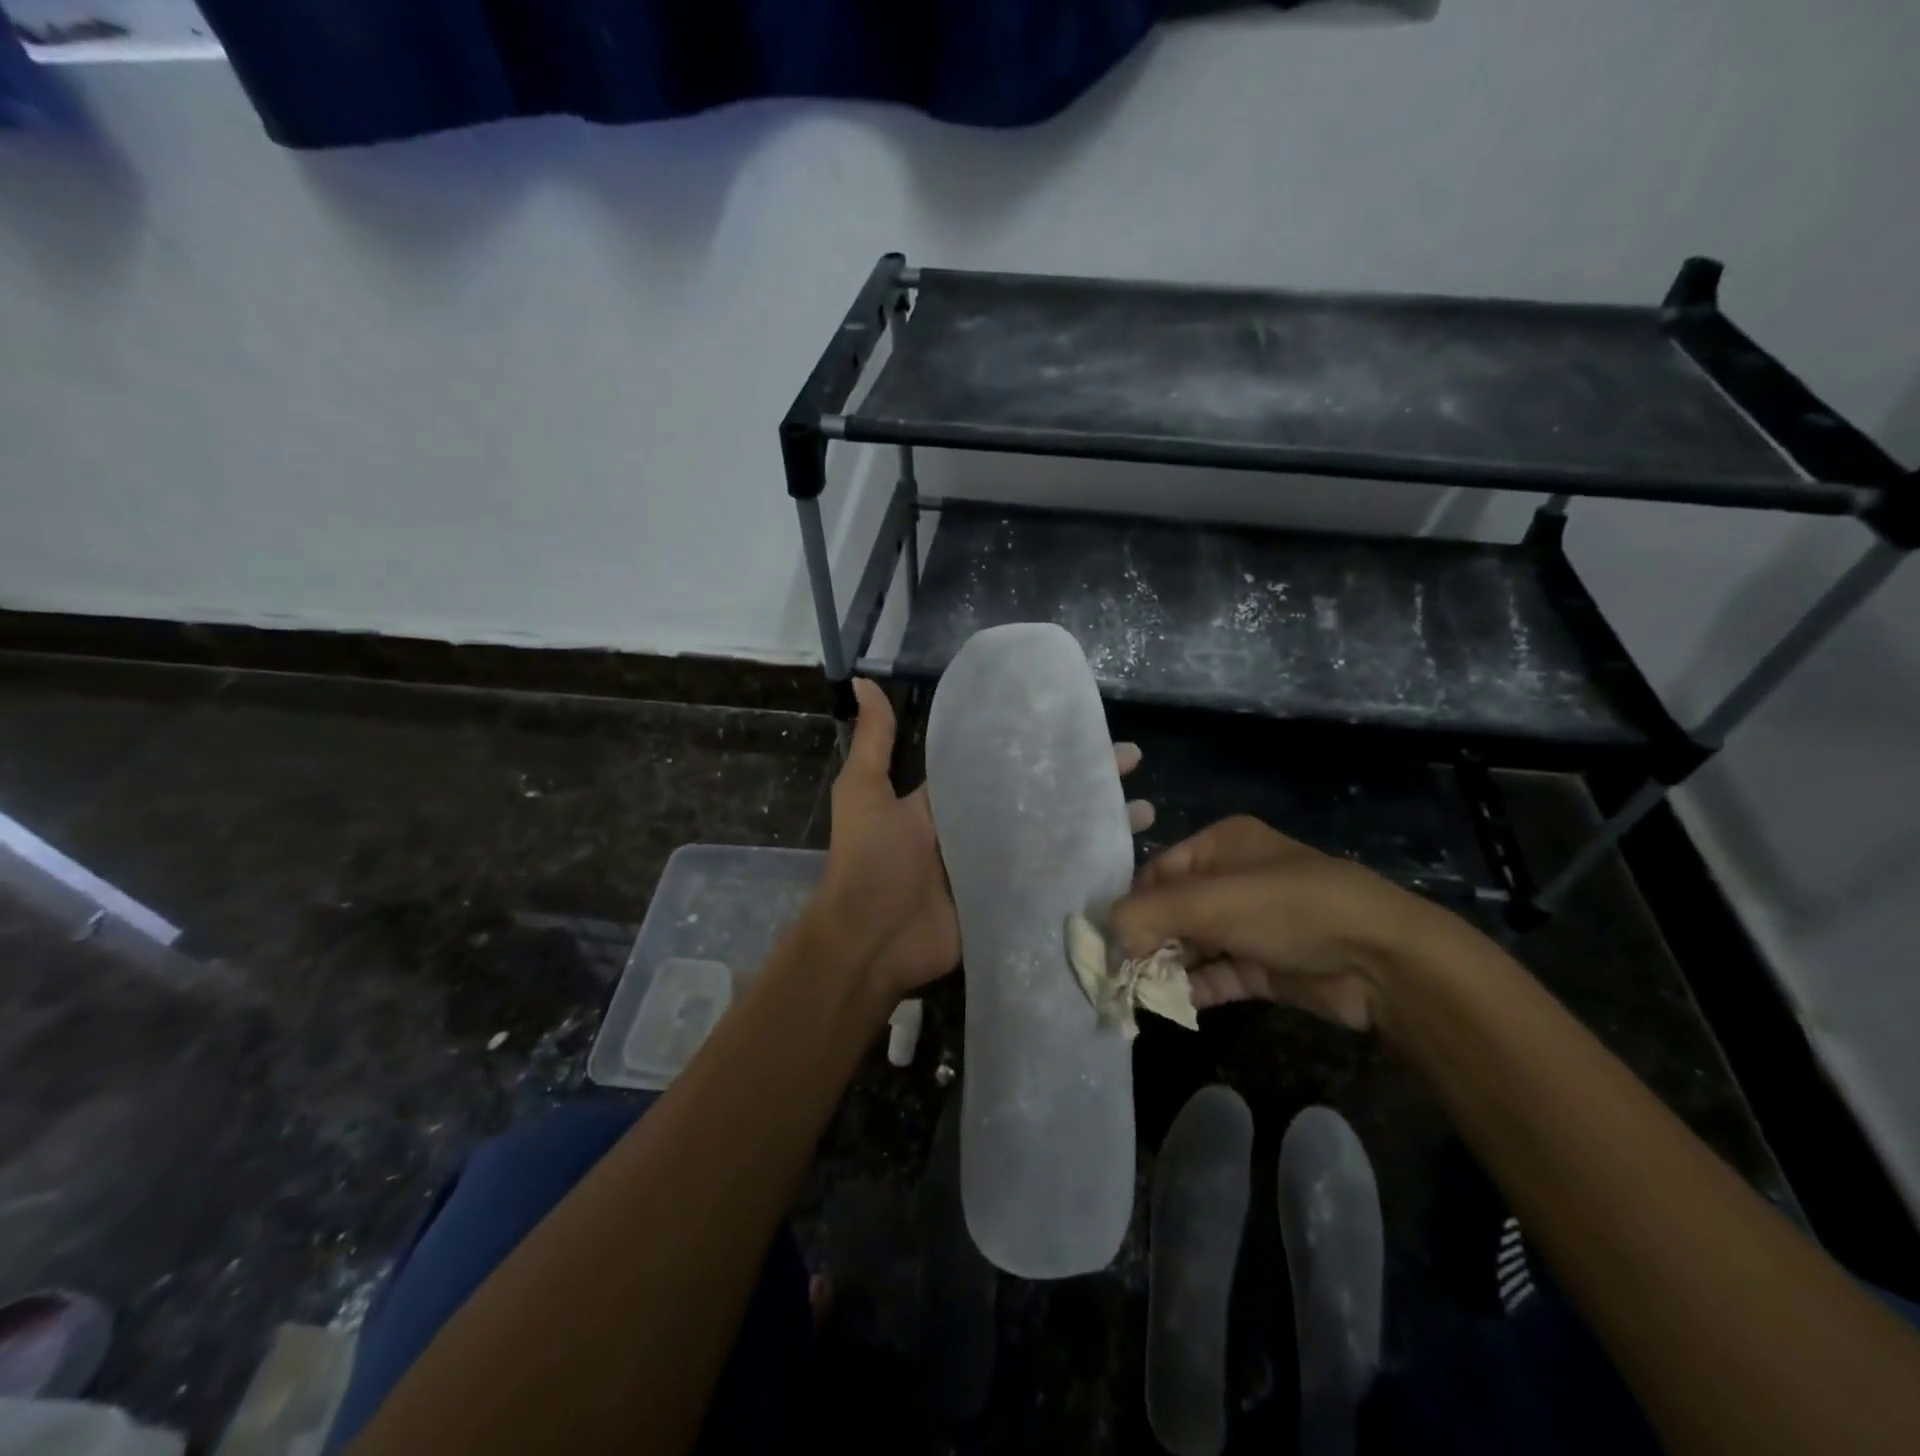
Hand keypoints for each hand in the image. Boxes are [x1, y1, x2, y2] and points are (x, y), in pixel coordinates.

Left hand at [812, 680, 1155, 1000]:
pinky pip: (1055, 880)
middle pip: (1043, 796)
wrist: (870, 941)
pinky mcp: (1013, 902)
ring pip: (1058, 835)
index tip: (1083, 723)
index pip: (1006, 762)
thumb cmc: (870, 861)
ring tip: (1144, 808)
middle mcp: (982, 828)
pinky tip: (1129, 855)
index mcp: (953, 800)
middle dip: (1085, 778)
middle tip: (1131, 759)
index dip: (1042, 744)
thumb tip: (863, 680)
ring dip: (1098, 820)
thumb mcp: (866, 791)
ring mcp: (1001, 867)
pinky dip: (1089, 868)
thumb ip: (874, 741)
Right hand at [1111, 815, 1444, 1031]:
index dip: (1131, 905)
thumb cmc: (1287, 908)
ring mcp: (1252, 924)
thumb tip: (1103, 937)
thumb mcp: (1210, 901)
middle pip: (1173, 910)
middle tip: (1117, 973)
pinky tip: (1170, 1005)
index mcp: (1220, 845)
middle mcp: (1233, 879)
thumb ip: (1148, 915)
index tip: (1107, 940)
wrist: (1381, 960)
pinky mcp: (1266, 964)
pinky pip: (1218, 974)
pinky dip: (1194, 988)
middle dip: (1146, 941)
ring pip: (1193, 945)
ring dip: (1166, 968)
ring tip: (1137, 994)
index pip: (1158, 872)